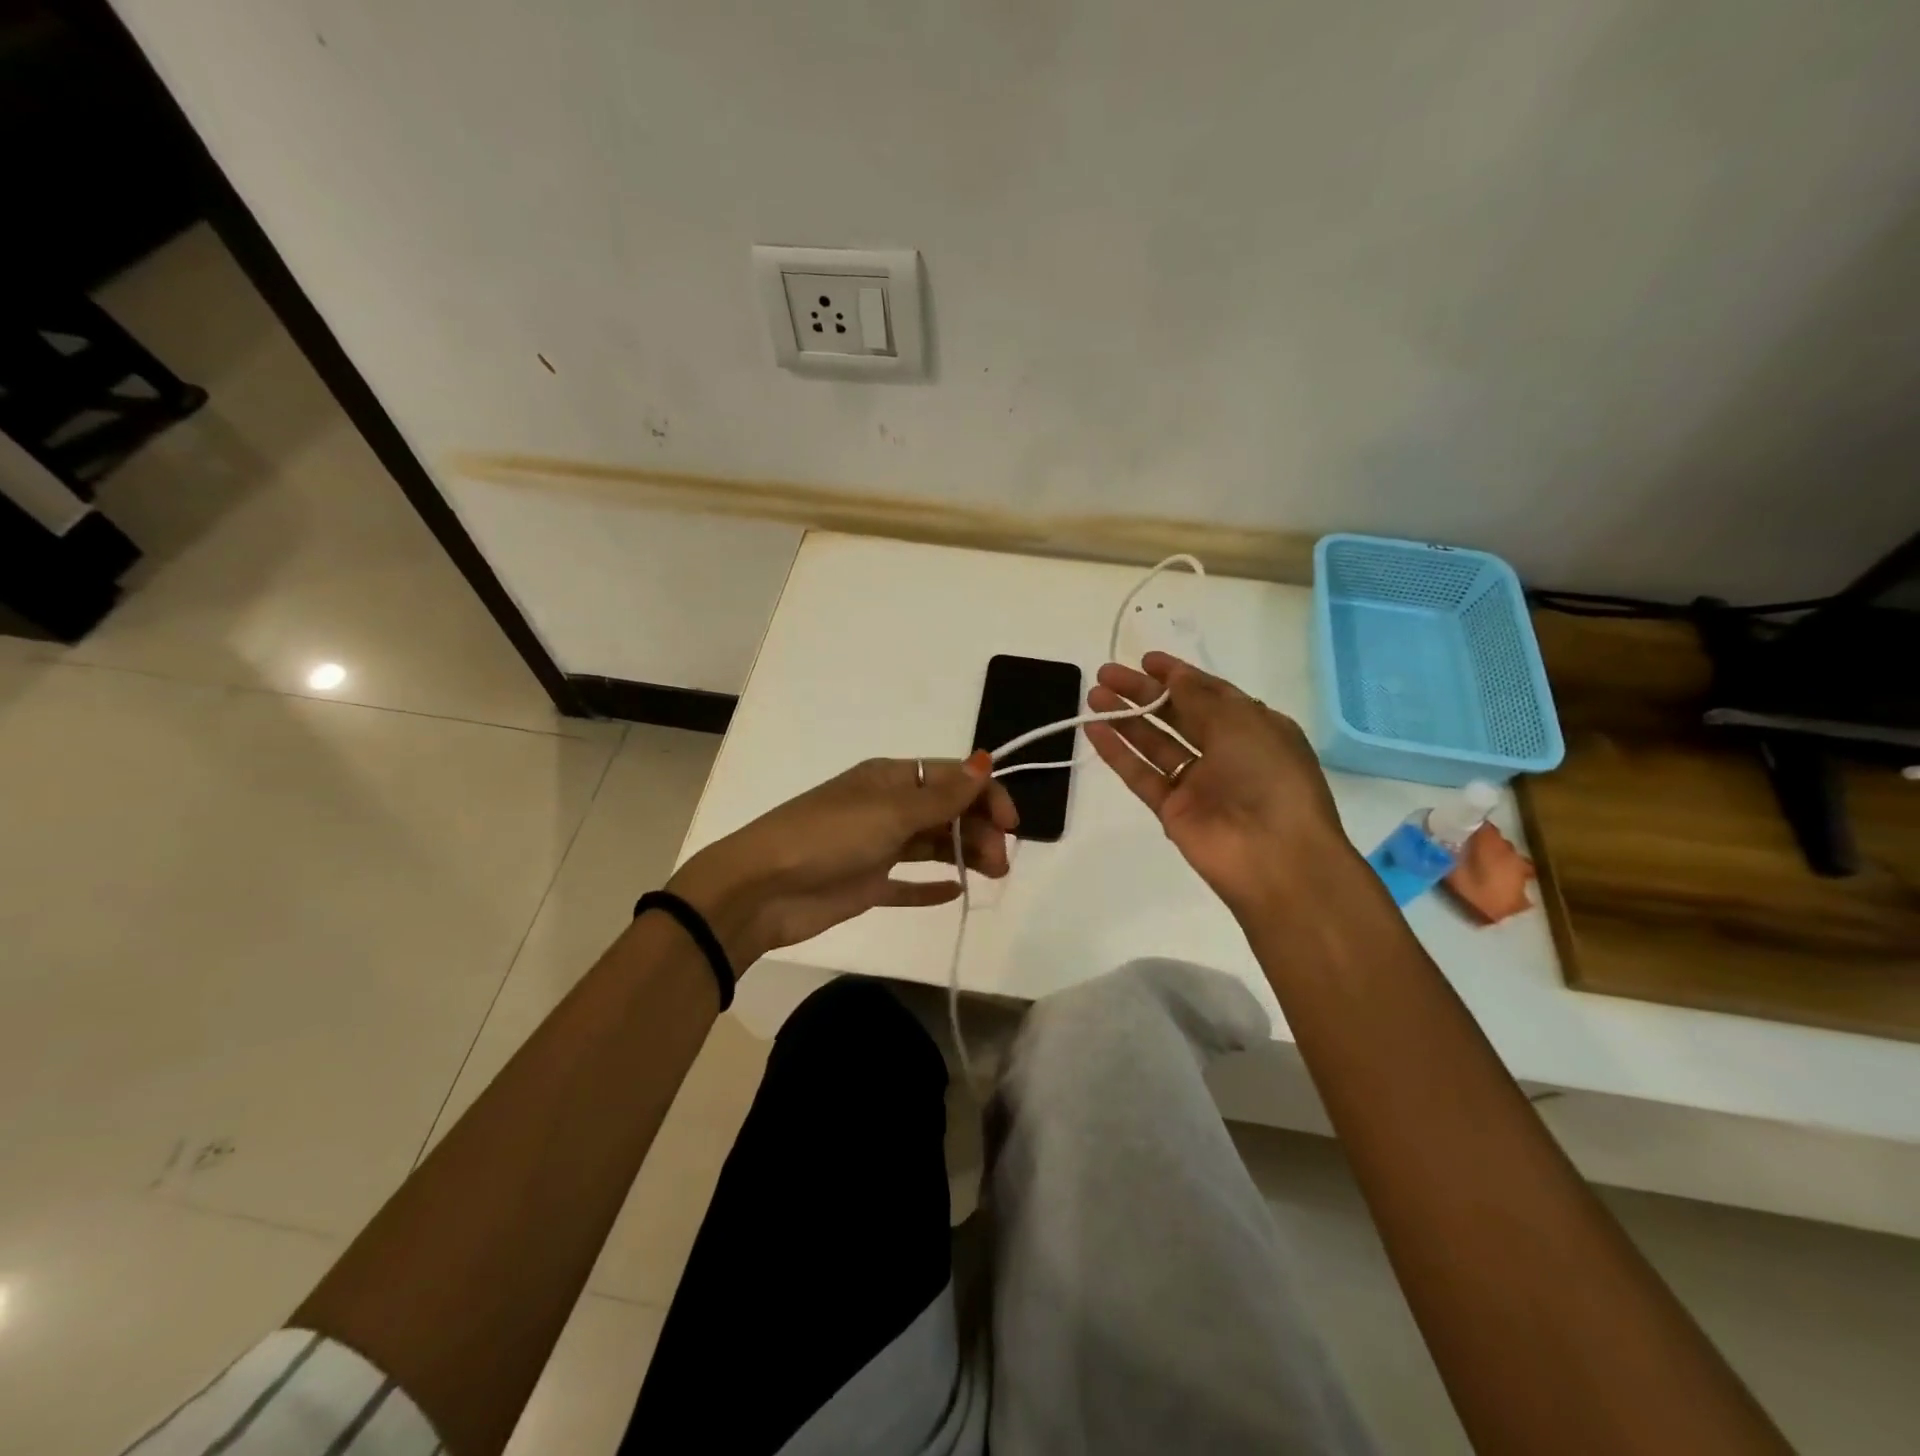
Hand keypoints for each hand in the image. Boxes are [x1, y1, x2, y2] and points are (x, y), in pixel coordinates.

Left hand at [666, 754, 1017, 967]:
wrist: (762, 890)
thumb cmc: (828, 838)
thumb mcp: (890, 811)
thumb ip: (942, 795)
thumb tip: (985, 761)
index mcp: (890, 779)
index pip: (951, 777)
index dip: (985, 795)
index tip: (1011, 824)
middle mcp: (886, 807)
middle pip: (946, 812)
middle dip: (979, 830)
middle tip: (1000, 863)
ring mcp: (876, 846)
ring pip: (932, 845)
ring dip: (964, 854)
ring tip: (992, 875)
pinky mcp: (867, 884)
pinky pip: (907, 883)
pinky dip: (931, 886)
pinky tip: (956, 893)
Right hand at [1085, 652, 1359, 921]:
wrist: (1275, 857)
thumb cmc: (1268, 776)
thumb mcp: (1240, 723)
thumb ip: (1199, 696)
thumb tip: (1174, 674)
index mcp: (1253, 728)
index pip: (1210, 693)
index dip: (1177, 675)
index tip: (1144, 660)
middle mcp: (1226, 752)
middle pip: (1177, 715)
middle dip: (1143, 693)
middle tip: (1106, 674)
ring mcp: (1198, 784)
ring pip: (1155, 744)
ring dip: (1126, 719)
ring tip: (1093, 696)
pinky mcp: (1173, 811)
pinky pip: (1141, 776)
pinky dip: (1118, 754)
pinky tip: (1094, 731)